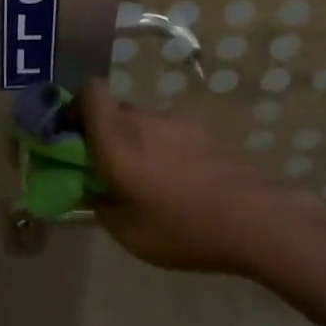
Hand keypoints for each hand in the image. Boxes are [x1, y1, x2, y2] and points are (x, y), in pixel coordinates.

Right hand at [80, 82, 325, 276]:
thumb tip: (91, 189)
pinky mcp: (201, 127)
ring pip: (142, 121)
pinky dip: (163, 147)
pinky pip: (168, 130)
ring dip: (136, 141)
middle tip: (109, 169)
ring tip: (150, 180)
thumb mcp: (130, 233)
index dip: (75, 106)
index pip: (89, 92)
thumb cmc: (184, 228)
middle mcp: (143, 118)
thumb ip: (101, 205)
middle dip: (103, 132)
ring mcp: (176, 119)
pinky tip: (180, 180)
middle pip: (113, 109)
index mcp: (117, 139)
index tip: (72, 136)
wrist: (253, 216)